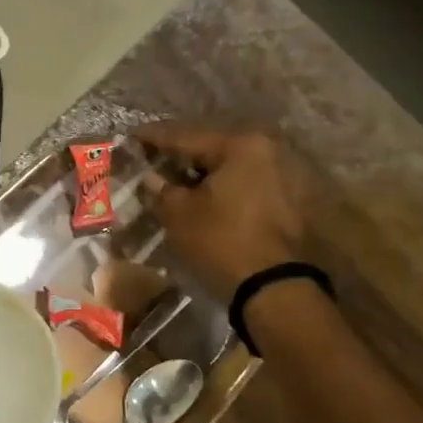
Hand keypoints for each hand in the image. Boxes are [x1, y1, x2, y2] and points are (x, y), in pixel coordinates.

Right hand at [135, 123, 309, 299]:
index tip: (130, 135)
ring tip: (176, 176)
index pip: (186, 135)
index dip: (154, 137)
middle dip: (181, 152)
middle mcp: (270, 148)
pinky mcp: (292, 196)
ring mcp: (286, 171)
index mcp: (241, 145)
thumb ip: (160, 190)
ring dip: (203, 170)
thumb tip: (150, 177)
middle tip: (152, 155)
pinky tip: (204, 194)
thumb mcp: (179, 215)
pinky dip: (223, 184)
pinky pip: (247, 180)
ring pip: (232, 163)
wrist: (275, 287)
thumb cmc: (222, 242)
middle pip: (213, 145)